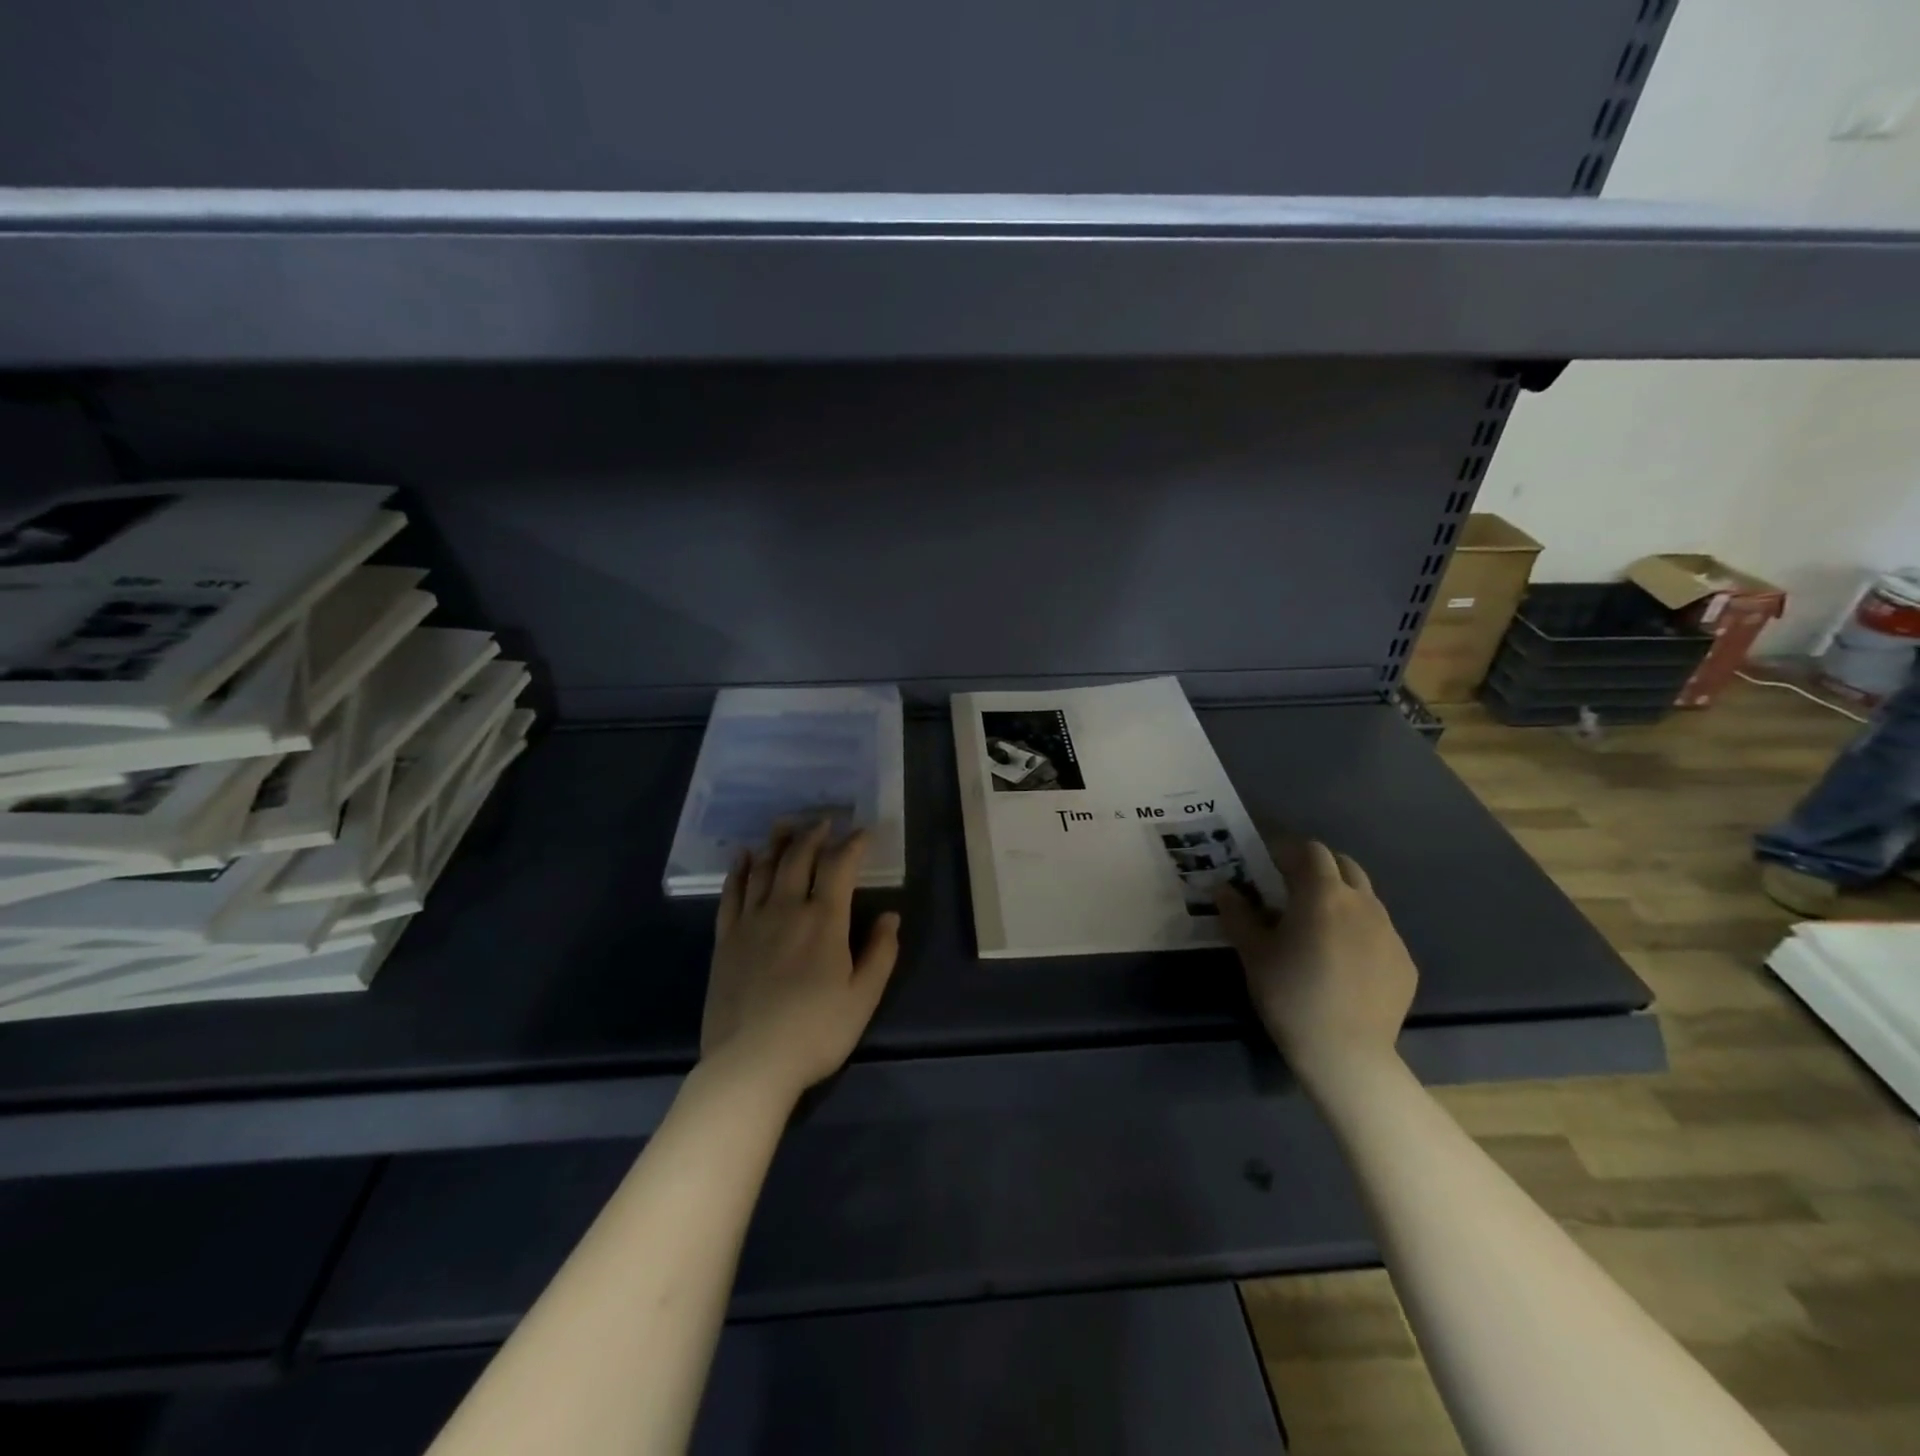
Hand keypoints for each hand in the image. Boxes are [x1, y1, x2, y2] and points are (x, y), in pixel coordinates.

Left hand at [701, 822, 901, 1104]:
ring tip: (786, 824)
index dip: (852, 844)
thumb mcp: (863, 998)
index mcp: (824, 921)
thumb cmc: (815, 1033)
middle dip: (814, 835)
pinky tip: (743, 857)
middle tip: (823, 820)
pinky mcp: (725, 939)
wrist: (750, 1064)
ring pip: (764, 868)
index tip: (862, 832)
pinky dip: (739, 870)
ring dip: (777, 842)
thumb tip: (891, 916)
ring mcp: (751, 922)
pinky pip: (731, 893)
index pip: (839, 867)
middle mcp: (786, 909)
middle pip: (799, 858)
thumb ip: (880, 953)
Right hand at [1215, 839, 1417, 1093]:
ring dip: (1340, 898)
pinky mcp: (1405, 961)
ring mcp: (1390, 932)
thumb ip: (1237, 914)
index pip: (1309, 850)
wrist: (1347, 1054)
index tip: (1266, 865)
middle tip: (1291, 890)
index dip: (1286, 851)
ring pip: (1364, 897)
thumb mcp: (1253, 953)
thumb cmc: (1291, 994)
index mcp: (1323, 894)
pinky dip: (1359, 931)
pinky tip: (1342, 962)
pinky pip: (1379, 932)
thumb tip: (1224, 889)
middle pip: (1342, 865)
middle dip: (1317, 868)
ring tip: (1318, 927)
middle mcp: (1363, 903)